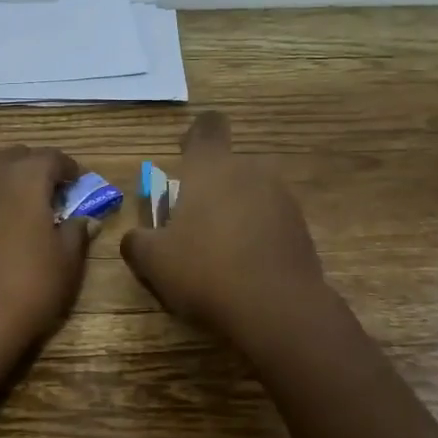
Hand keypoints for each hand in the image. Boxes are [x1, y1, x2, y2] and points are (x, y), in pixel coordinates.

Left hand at [0, 147, 96, 350]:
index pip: (51, 158)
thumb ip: (76, 232)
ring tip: (9, 198)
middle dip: (33, 167)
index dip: (68, 167)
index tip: (79, 183)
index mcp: (27, 179)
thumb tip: (85, 219)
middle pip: (13, 157)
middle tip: (49, 190)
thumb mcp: (68, 260)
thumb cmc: (33, 285)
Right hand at [120, 111, 331, 344]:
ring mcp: (282, 200)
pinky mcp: (302, 230)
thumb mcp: (153, 261)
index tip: (185, 158)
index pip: (207, 127)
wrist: (277, 311)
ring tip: (218, 254)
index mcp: (211, 167)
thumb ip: (137, 242)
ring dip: (235, 214)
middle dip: (210, 189)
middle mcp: (251, 172)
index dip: (195, 137)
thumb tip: (135, 238)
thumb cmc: (205, 271)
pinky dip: (257, 238)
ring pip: (251, 195)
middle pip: (228, 167)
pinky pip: (271, 223)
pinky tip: (244, 271)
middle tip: (191, 225)